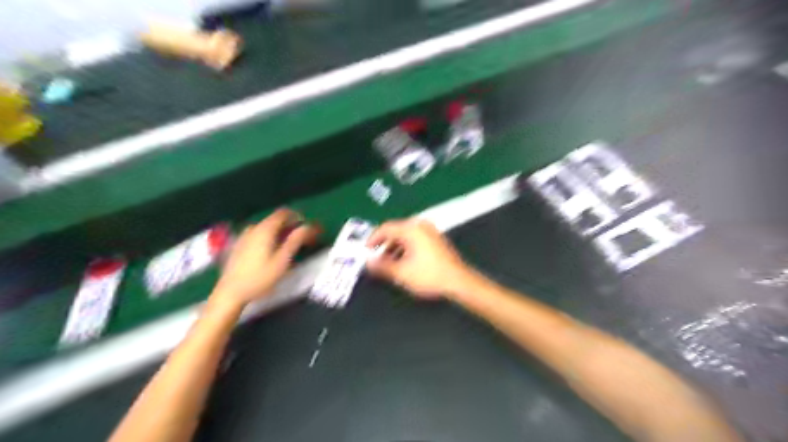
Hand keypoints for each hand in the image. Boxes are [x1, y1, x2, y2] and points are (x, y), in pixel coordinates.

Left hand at [213, 210, 319, 306]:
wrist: (230, 293)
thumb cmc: (259, 278)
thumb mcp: (282, 261)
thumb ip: (295, 241)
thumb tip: (307, 227)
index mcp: (265, 230)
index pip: (284, 213)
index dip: (298, 217)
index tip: (307, 227)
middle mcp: (253, 228)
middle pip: (275, 220)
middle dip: (290, 226)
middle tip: (302, 239)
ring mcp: (244, 236)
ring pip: (267, 228)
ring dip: (280, 232)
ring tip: (288, 246)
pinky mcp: (239, 245)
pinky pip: (258, 235)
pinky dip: (269, 237)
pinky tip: (272, 251)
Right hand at [368, 218, 473, 299]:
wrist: (458, 281)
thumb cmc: (429, 276)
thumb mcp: (401, 273)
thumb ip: (381, 266)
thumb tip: (368, 263)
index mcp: (411, 229)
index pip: (385, 228)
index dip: (372, 239)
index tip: (365, 251)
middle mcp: (420, 226)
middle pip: (395, 231)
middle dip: (383, 245)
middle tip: (375, 259)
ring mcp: (430, 231)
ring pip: (405, 236)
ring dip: (394, 248)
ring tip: (388, 264)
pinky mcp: (435, 239)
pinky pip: (414, 239)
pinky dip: (405, 248)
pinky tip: (403, 262)